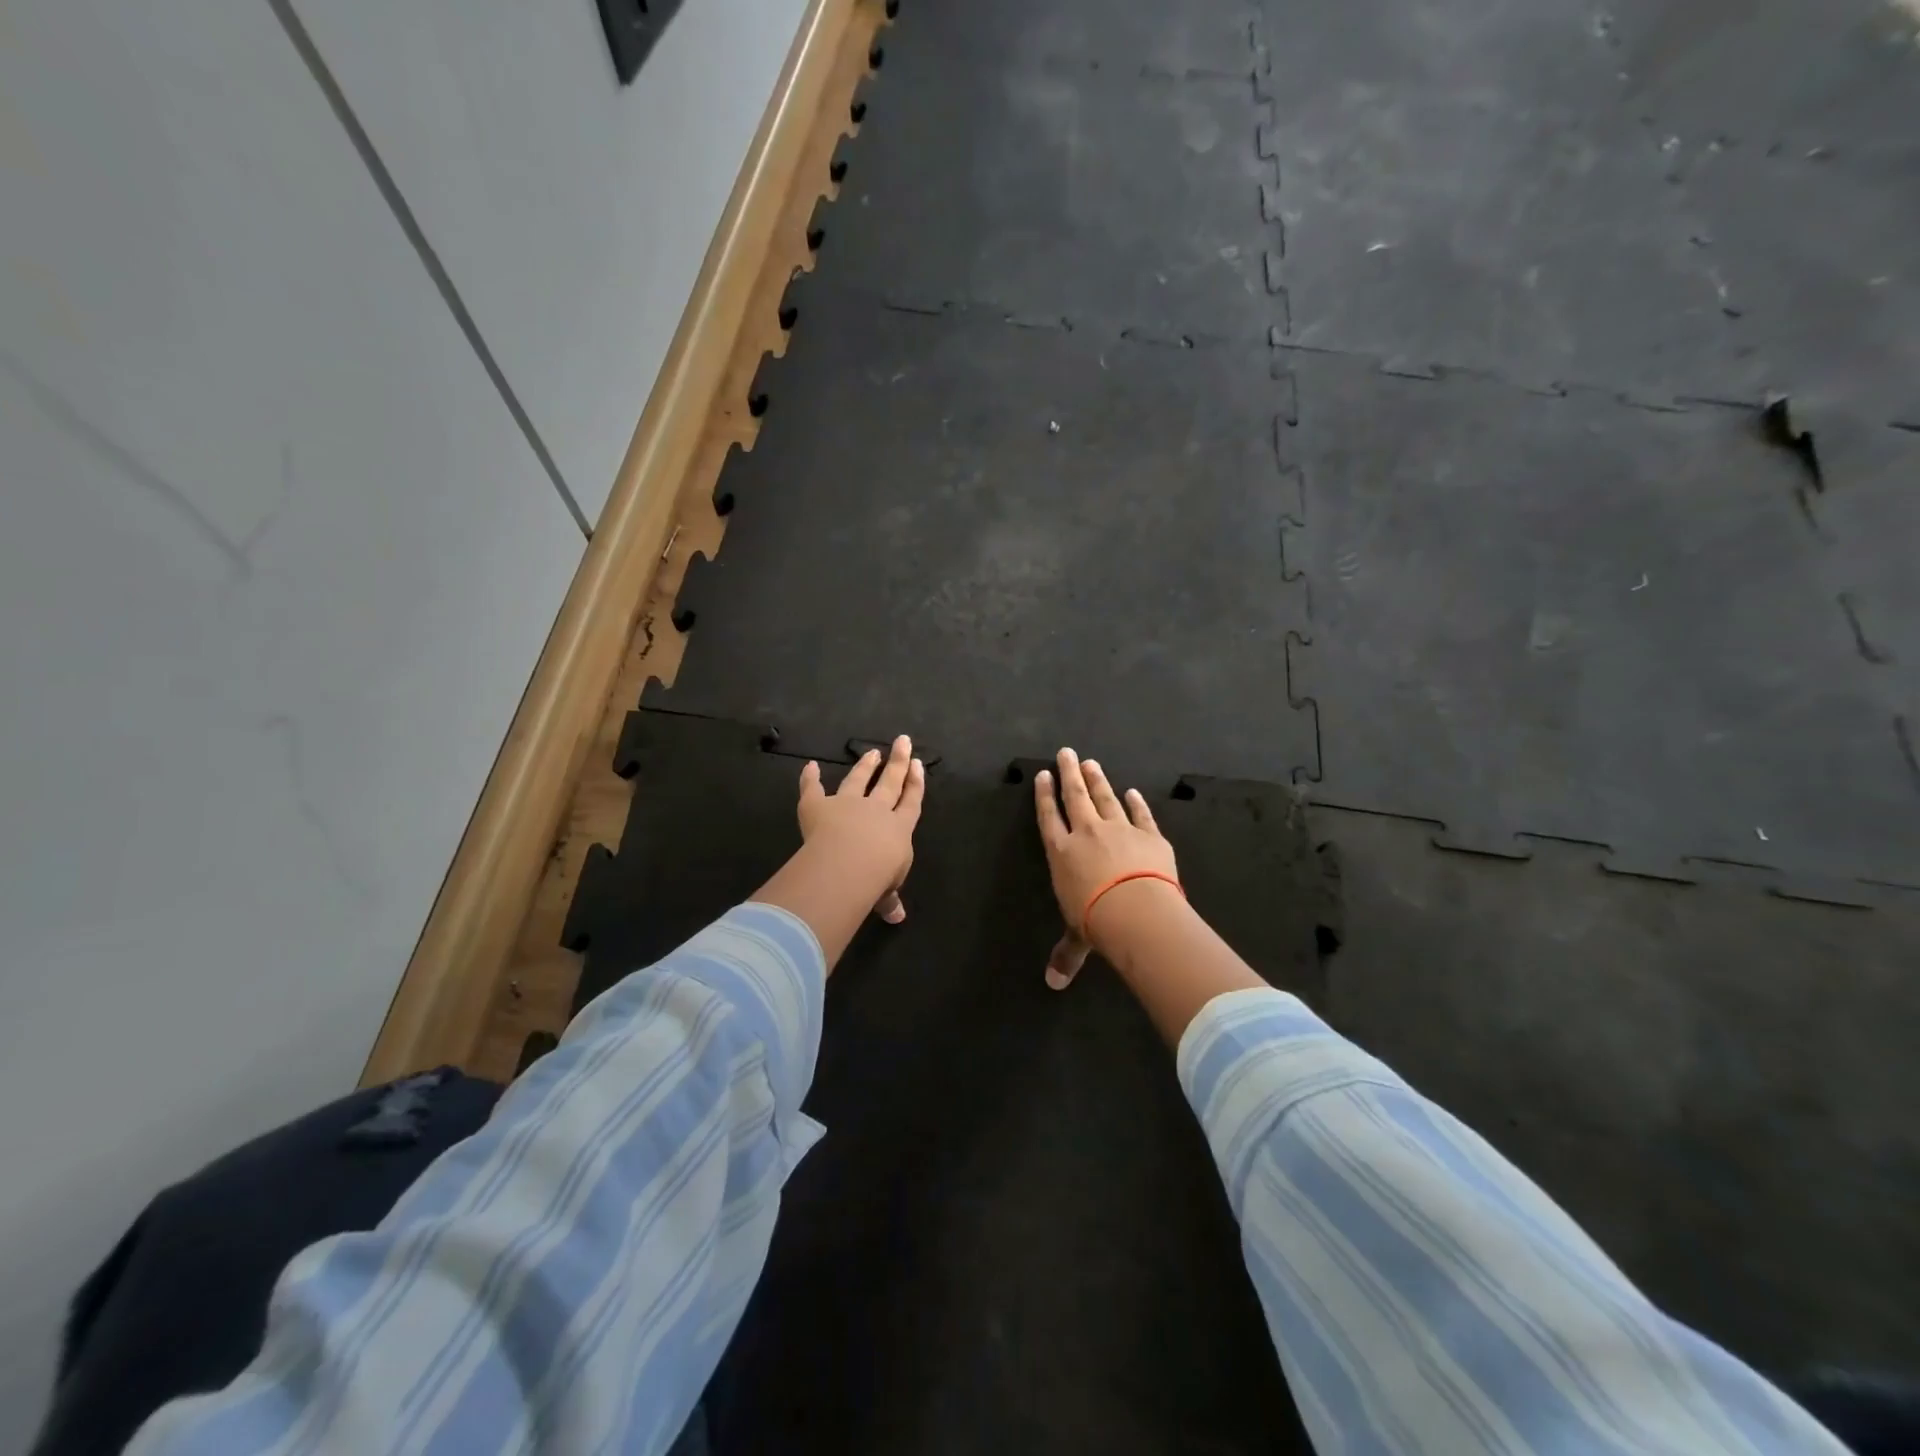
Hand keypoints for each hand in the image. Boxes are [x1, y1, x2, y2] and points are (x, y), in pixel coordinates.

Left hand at [797, 735, 925, 923]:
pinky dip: (810, 778)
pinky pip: (813, 789)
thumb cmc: (877, 879)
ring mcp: (847, 804)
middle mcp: (876, 811)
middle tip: (902, 741)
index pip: (911, 802)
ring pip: (858, 780)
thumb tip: (897, 917)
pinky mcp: (818, 806)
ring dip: (865, 766)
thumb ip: (889, 899)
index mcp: (898, 829)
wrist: (849, 864)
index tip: (918, 764)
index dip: (915, 784)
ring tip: (872, 752)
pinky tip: (810, 766)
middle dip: (898, 762)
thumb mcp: (887, 892)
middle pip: (890, 782)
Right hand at [1033, 747, 1178, 988]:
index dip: (1045, 796)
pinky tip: (1133, 792)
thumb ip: (1066, 954)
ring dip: (1098, 780)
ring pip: (1105, 798)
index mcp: (1062, 853)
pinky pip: (1141, 815)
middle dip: (1069, 774)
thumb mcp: (1077, 939)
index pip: (1049, 817)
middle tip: (1067, 752)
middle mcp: (1087, 834)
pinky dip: (1137, 803)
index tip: (1043, 775)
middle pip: (1075, 796)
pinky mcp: (1149, 836)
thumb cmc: (1096, 922)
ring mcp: (1120, 830)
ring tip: (1091, 763)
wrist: (1136, 911)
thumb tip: (1053, 984)